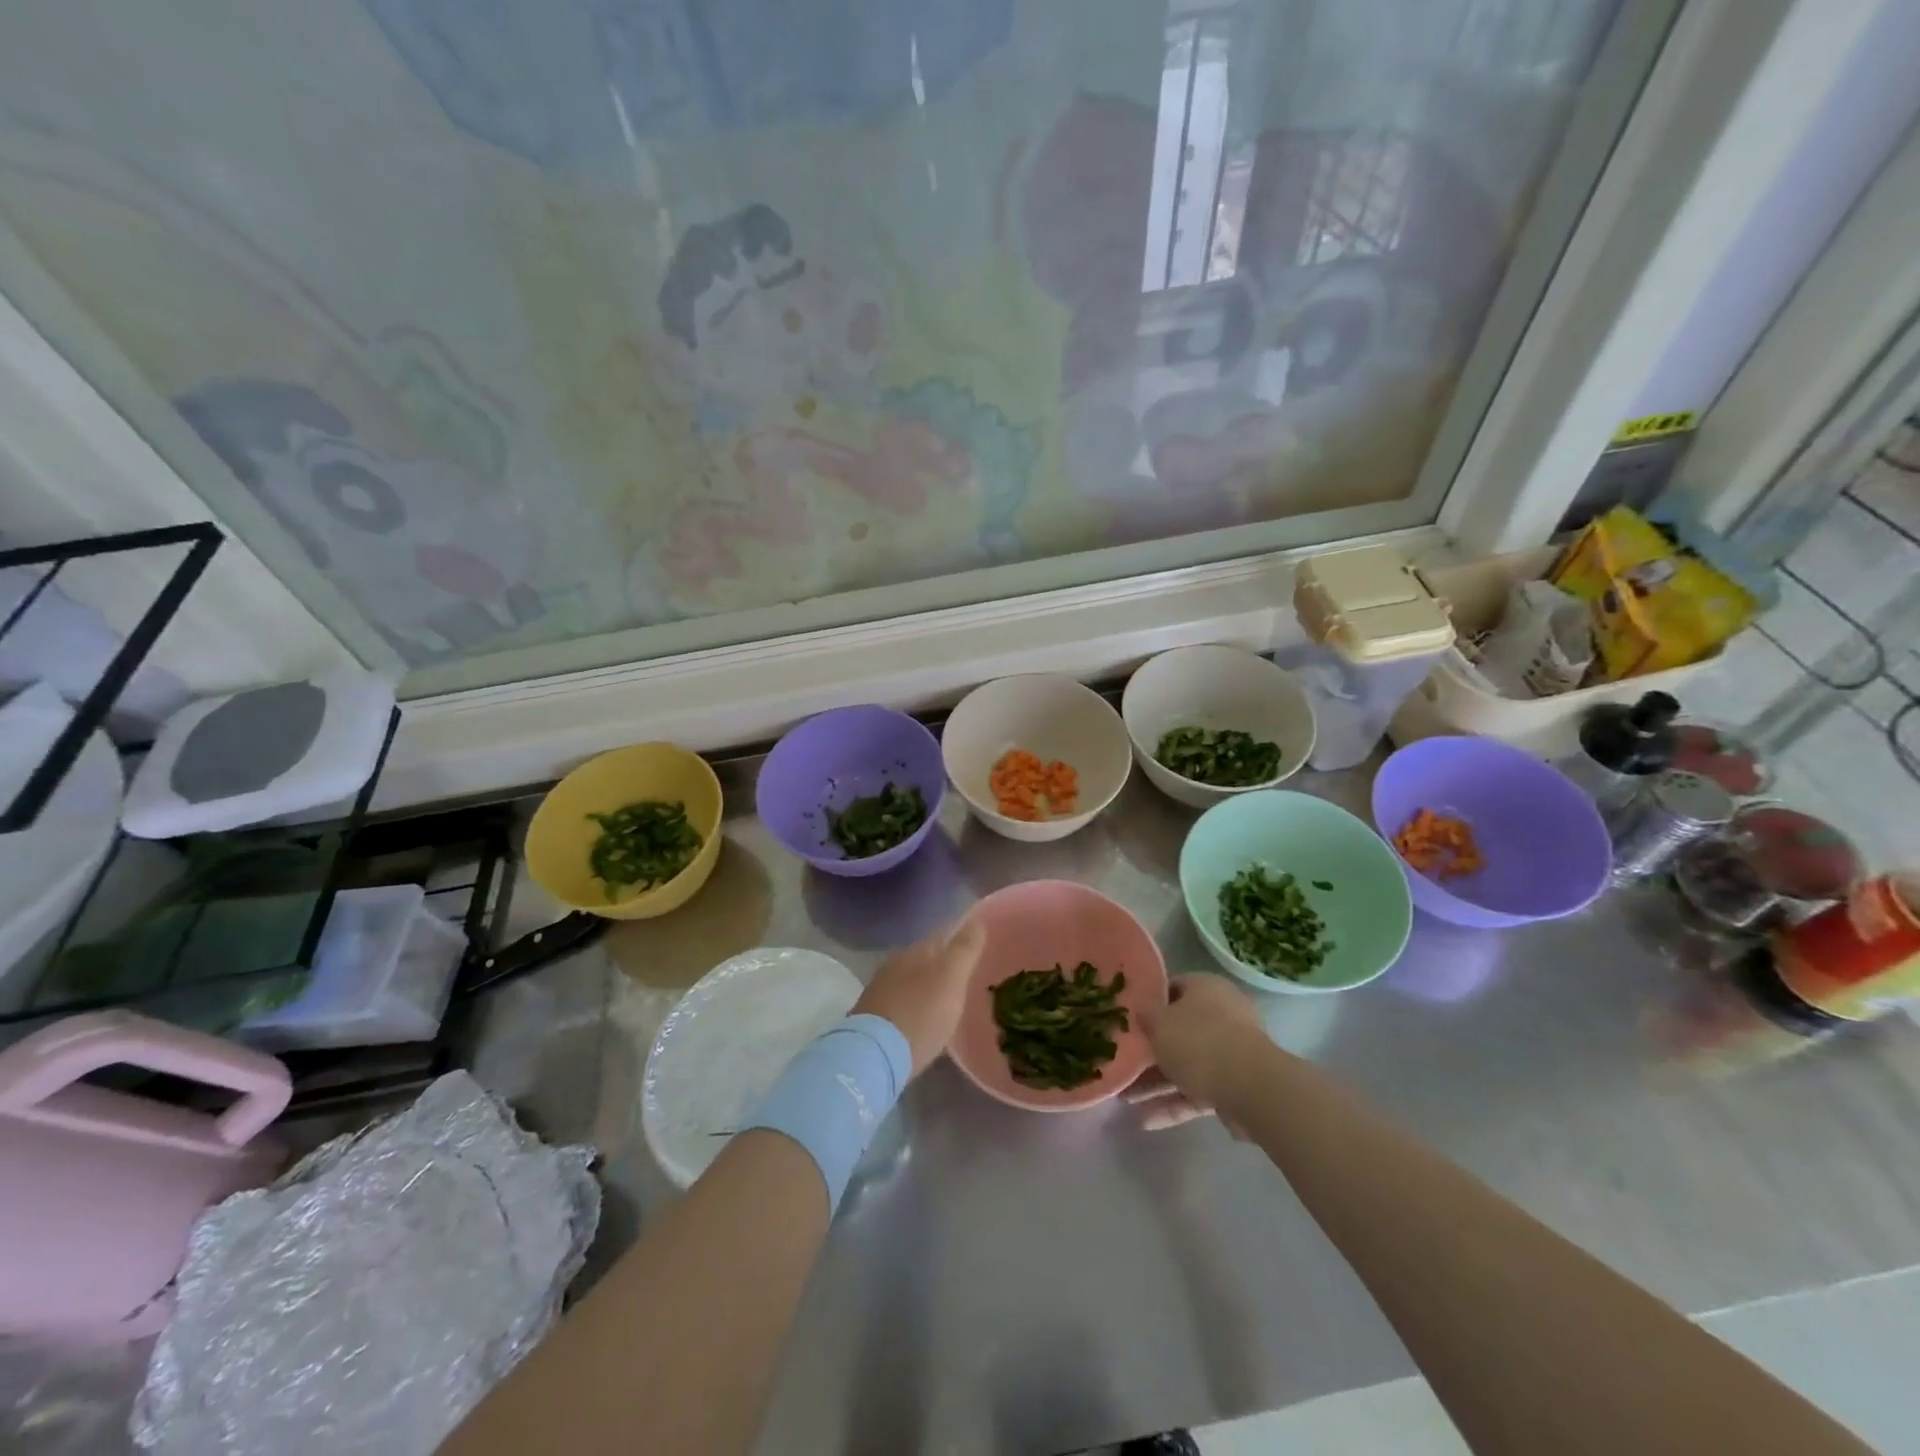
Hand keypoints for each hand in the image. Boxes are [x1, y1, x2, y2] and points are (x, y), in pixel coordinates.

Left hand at [852, 916, 986, 1076]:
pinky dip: (912, 1002)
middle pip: (925, 956)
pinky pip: (898, 999)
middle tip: (963, 976)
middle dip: (942, 963)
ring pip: (910, 977)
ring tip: (943, 999)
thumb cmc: (921, 1014)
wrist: (874, 1054)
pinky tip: (920, 1016)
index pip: (943, 934)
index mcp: (917, 950)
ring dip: (925, 984)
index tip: (976, 946)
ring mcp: (880, 986)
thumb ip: (965, 949)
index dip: (960, 938)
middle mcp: (896, 961)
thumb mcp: (952, 980)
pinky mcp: (871, 1012)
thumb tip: (977, 919)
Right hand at [1127, 975, 1269, 1130]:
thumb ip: (1145, 1016)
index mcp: (1206, 989)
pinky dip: (1174, 1104)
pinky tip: (1147, 1121)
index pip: (1172, 988)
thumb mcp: (1158, 1023)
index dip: (1149, 1003)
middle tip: (1124, 1064)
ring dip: (1157, 1083)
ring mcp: (1231, 1053)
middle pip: (1178, 1031)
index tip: (1128, 1019)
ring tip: (1126, 1101)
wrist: (1252, 1089)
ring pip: (1187, 1065)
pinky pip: (1198, 1091)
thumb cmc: (1199, 1042)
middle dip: (1150, 1052)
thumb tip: (1142, 1011)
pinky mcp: (1235, 1087)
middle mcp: (1222, 1016)